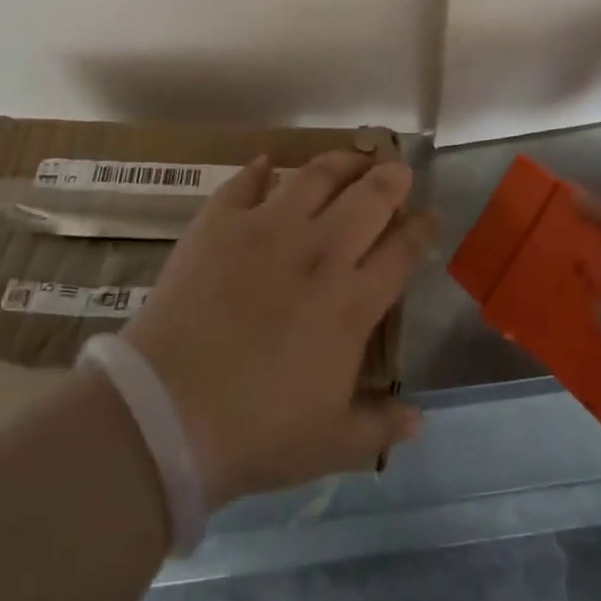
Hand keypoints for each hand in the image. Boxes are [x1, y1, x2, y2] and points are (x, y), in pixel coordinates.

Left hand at [122, 152, 432, 507]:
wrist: (169, 411)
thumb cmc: (257, 433)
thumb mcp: (331, 443)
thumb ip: (380, 427)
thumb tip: (420, 420)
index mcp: (351, 303)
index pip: (401, 253)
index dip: (421, 230)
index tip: (431, 215)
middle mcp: (318, 253)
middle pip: (368, 200)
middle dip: (391, 179)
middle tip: (398, 169)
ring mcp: (266, 229)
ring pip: (315, 177)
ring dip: (340, 162)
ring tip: (351, 157)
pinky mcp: (219, 222)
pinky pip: (245, 182)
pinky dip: (260, 169)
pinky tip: (268, 162)